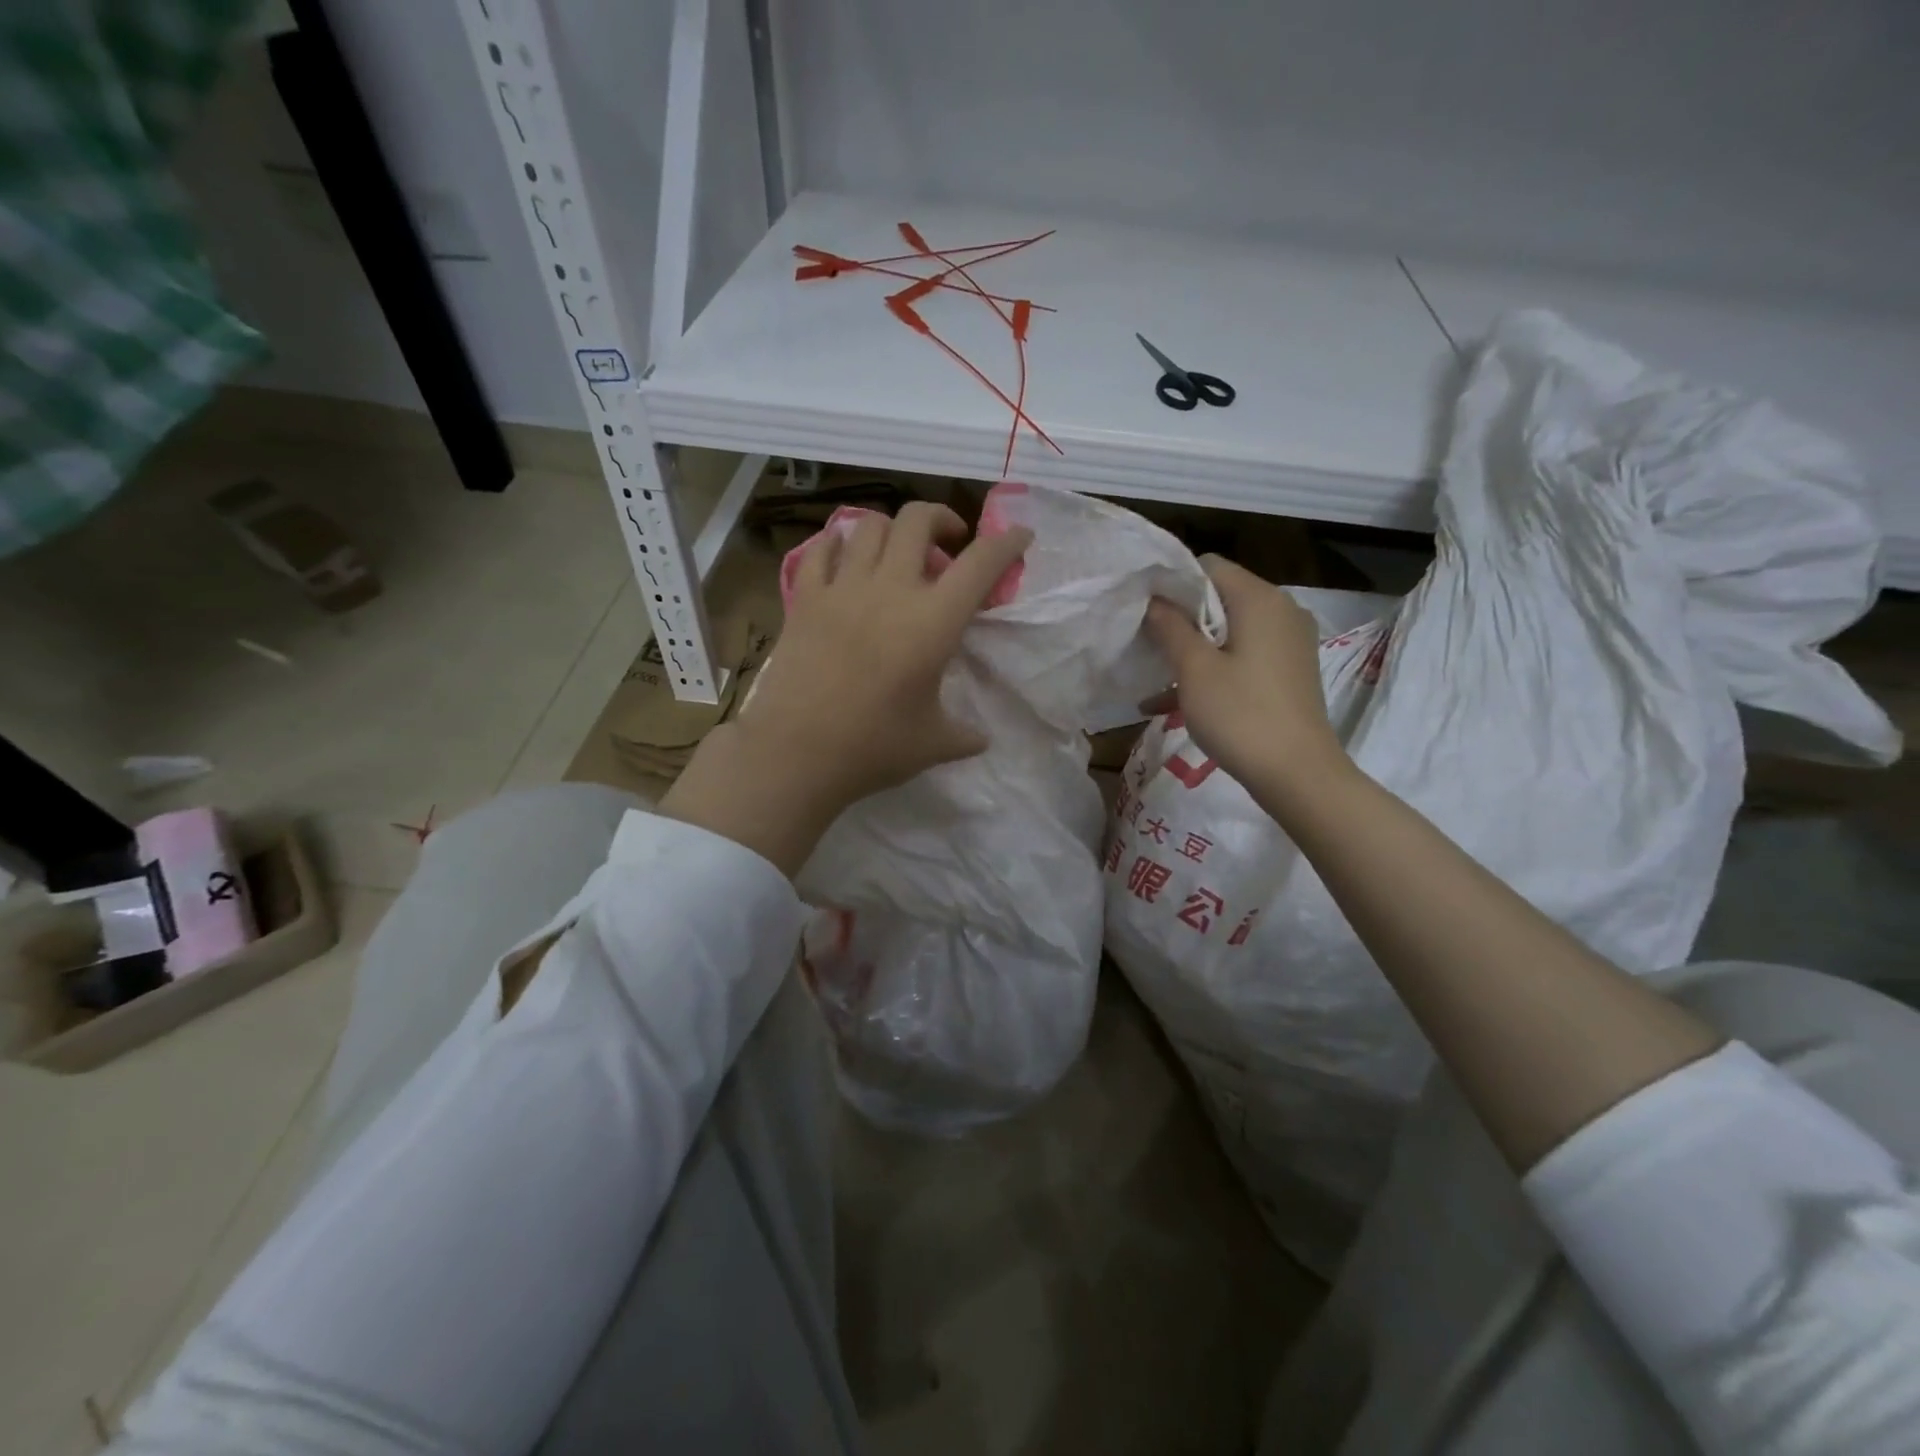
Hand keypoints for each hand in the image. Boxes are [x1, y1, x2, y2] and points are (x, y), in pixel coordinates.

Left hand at [659, 502, 1031, 875]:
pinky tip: (845, 560)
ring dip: (892, 530)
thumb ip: (964, 735)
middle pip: (918, 520)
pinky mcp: (804, 599)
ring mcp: (842, 589)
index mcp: (933, 621)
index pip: (981, 563)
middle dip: (942, 519)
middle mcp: (890, 589)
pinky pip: (821, 550)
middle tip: (948, 546)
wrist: (796, 754)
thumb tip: (981, 739)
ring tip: (897, 554)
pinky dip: (838, 545)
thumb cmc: (873, 747)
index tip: (1020, 537)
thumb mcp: (933, 744)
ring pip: (869, 525)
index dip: (1007, 543)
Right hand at [1143, 555, 1348, 807]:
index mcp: (1260, 599)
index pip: (1209, 566)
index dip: (1172, 582)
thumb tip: (1153, 600)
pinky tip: (1172, 702)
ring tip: (1153, 675)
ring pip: (1228, 631)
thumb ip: (1170, 627)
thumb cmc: (1241, 715)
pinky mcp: (1288, 672)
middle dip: (1179, 618)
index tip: (1144, 610)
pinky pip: (1242, 657)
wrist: (1298, 774)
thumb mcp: (1194, 670)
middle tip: (1145, 643)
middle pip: (1220, 597)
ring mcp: (1288, 643)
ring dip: (1191, 648)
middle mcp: (1281, 611)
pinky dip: (1212, 670)